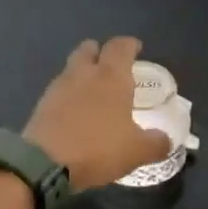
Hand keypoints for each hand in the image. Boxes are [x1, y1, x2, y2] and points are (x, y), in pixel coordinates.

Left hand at [24, 37, 172, 191]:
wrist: (43, 164)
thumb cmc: (97, 148)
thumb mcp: (137, 151)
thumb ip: (156, 143)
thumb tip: (166, 140)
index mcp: (111, 76)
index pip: (121, 46)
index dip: (130, 45)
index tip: (136, 48)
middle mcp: (83, 74)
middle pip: (89, 49)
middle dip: (100, 52)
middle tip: (111, 66)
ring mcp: (58, 87)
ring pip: (71, 68)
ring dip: (82, 73)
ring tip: (94, 91)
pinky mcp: (41, 105)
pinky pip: (59, 91)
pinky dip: (69, 95)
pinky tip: (76, 112)